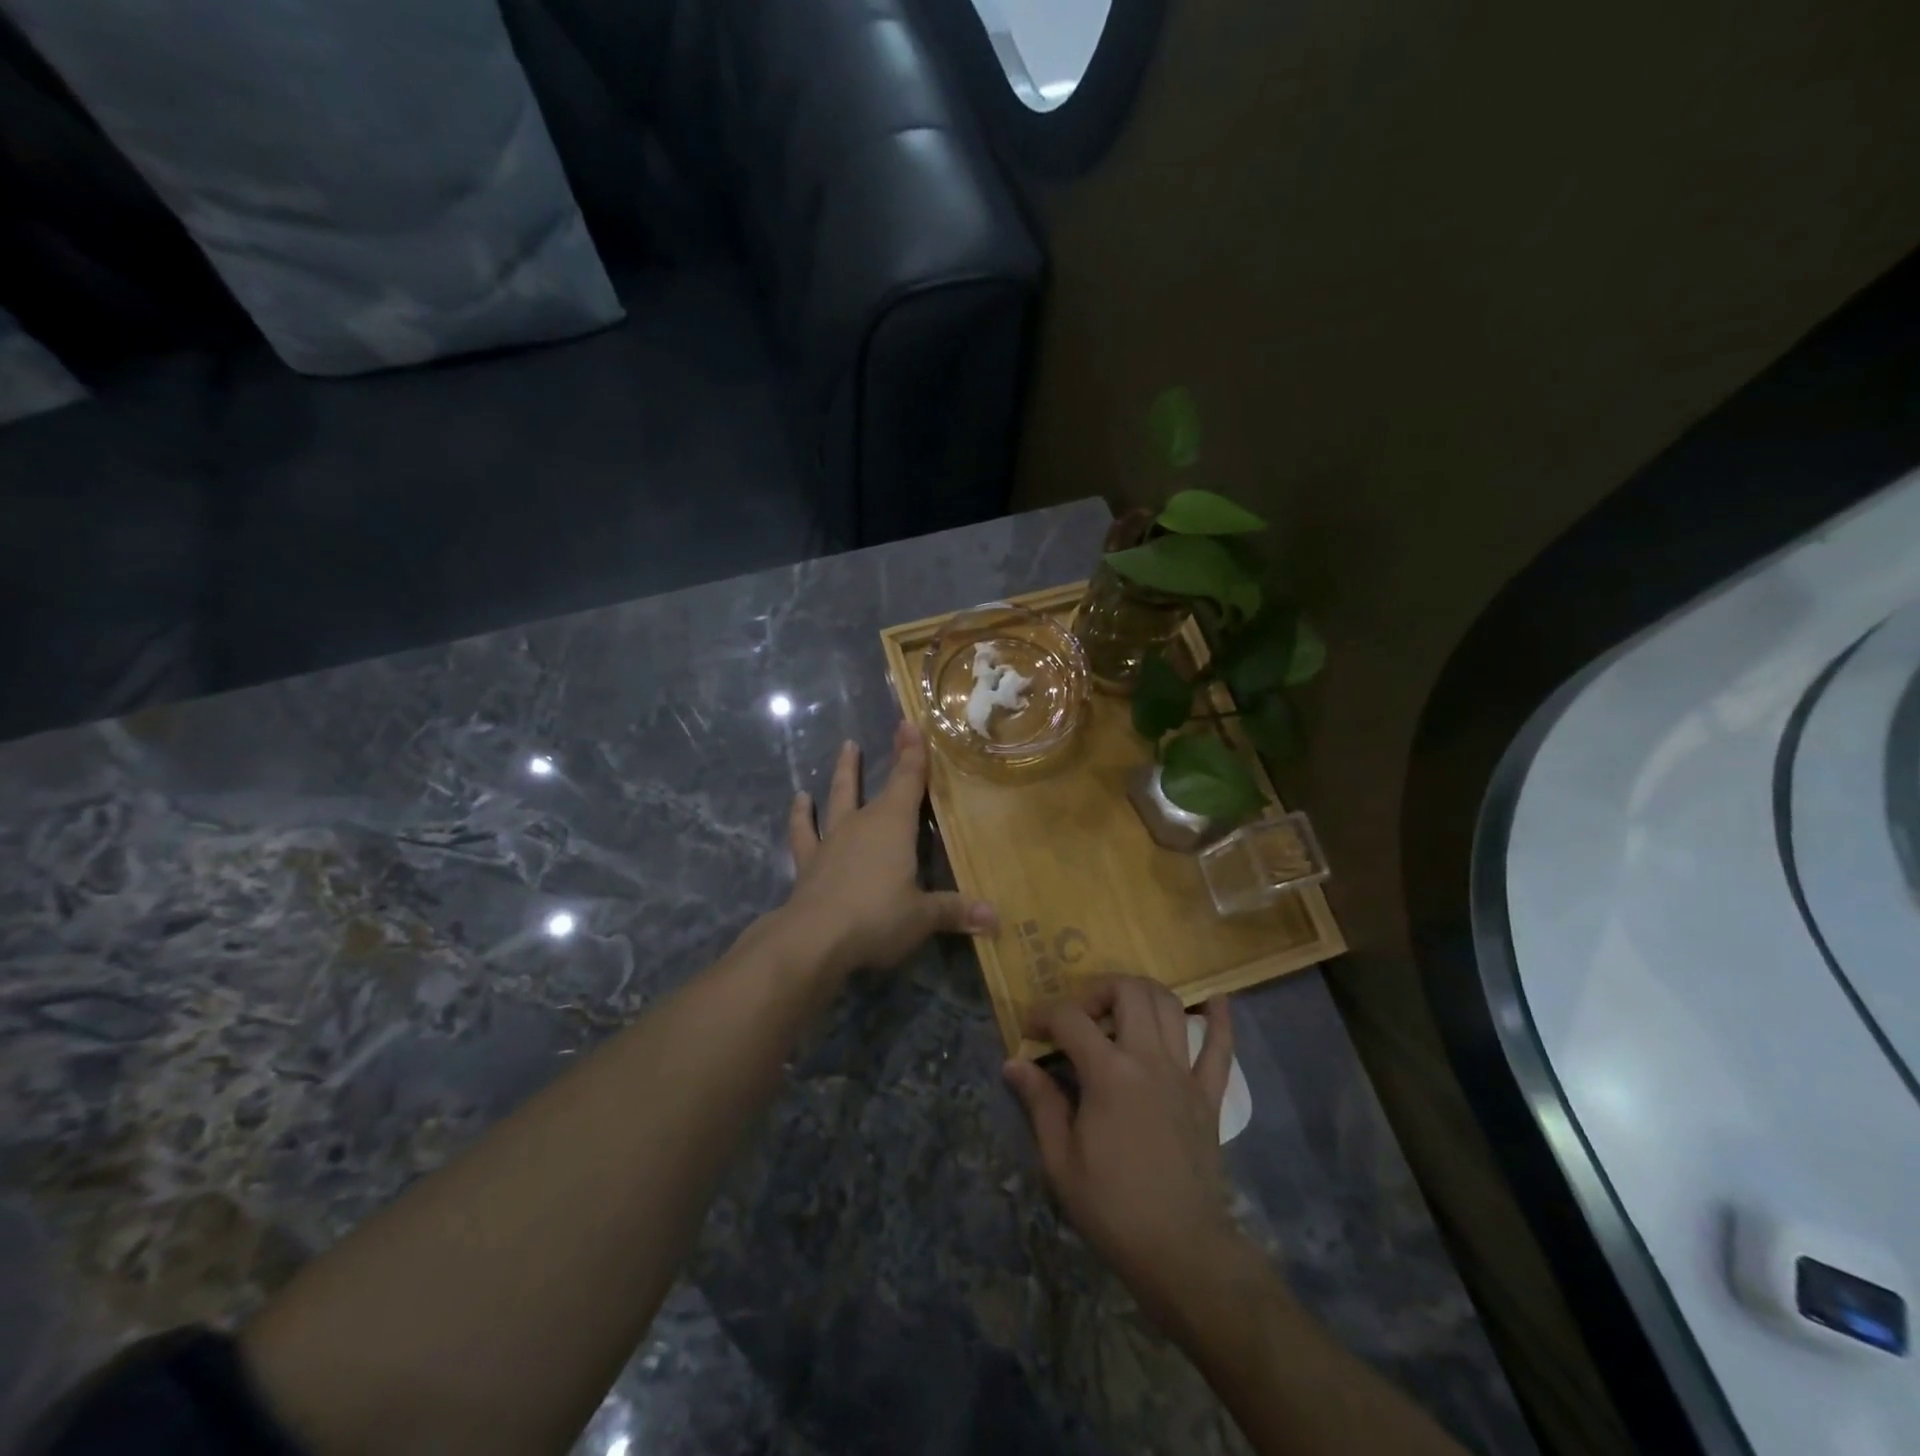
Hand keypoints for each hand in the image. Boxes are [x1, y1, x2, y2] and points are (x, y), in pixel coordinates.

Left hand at [781, 720, 996, 977]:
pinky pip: (804, 832)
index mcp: (894, 825)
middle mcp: (862, 822)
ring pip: (839, 797)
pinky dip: (801, 816)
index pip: (909, 780)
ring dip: (844, 773)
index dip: (913, 753)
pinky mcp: (809, 860)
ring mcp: (833, 839)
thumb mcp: (923, 917)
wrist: (814, 938)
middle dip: (891, 757)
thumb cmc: (877, 918)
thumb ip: (956, 912)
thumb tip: (996, 919)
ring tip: (846, 748)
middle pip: (879, 785)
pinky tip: (799, 800)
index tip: (912, 723)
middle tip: (895, 731)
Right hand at [1003, 976, 1258, 1334]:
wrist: (1181, 1252)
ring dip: (1142, 994)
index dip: (1044, 1015)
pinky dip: (1218, 1018)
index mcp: (1109, 1074)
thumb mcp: (1060, 1161)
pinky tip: (1215, 999)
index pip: (1071, 1019)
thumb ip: (1040, 1103)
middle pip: (1128, 992)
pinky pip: (1221, 1047)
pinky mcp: (1210, 1094)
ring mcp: (1184, 1074)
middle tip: (1080, 1016)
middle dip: (1096, 990)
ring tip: (1121, 1009)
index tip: (1030, 1030)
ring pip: (1170, 1005)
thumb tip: (1013, 1063)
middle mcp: (1149, 1059)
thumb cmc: (1112, 1208)